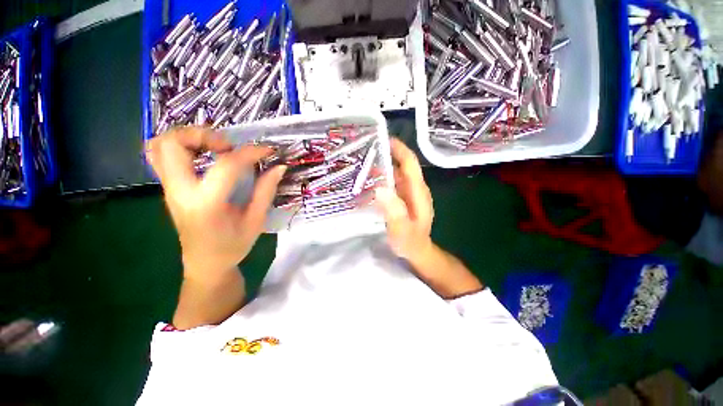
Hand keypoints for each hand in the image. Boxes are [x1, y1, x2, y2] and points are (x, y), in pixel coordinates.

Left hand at [146, 127, 285, 278]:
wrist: (205, 264)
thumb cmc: (232, 246)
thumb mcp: (255, 221)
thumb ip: (266, 191)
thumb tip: (279, 167)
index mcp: (206, 204)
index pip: (226, 165)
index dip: (251, 152)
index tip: (268, 151)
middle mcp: (180, 192)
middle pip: (174, 144)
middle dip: (204, 135)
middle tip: (229, 146)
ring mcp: (169, 189)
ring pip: (160, 145)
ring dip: (188, 137)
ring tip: (215, 148)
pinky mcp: (169, 189)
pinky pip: (160, 156)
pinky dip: (179, 146)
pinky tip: (202, 155)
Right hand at [375, 138, 433, 260]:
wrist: (417, 251)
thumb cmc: (410, 242)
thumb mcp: (402, 229)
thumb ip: (394, 210)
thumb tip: (380, 188)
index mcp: (417, 191)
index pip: (410, 163)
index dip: (399, 149)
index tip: (383, 139)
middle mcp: (415, 188)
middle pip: (402, 165)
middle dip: (387, 154)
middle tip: (365, 150)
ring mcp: (409, 193)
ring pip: (396, 173)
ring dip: (382, 166)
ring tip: (362, 162)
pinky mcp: (402, 198)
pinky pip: (392, 183)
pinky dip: (382, 177)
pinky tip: (368, 180)